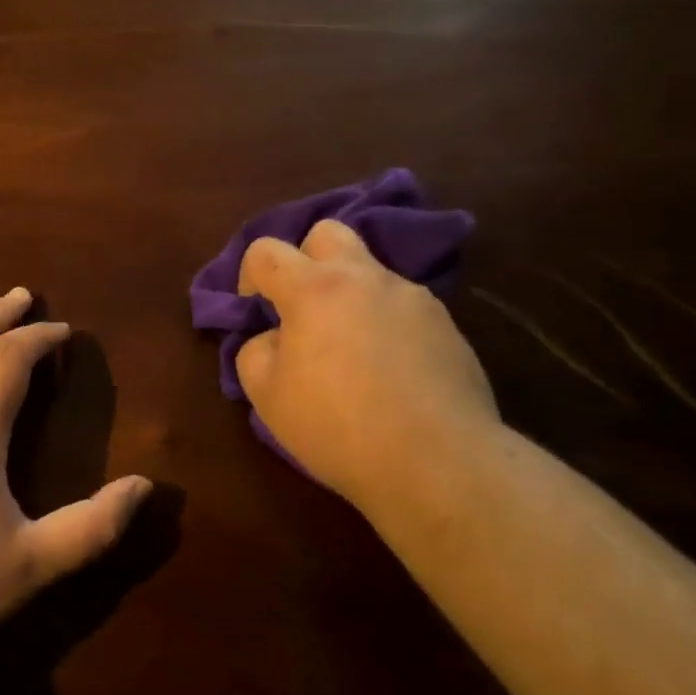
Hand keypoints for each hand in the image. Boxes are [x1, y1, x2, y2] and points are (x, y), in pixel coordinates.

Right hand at [236, 221, 500, 512]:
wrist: (437, 461)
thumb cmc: (338, 428)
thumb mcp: (267, 397)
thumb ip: (255, 352)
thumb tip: (272, 337)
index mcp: (313, 289)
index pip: (266, 250)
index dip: (250, 276)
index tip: (257, 312)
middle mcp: (364, 277)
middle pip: (326, 233)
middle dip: (306, 259)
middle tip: (304, 309)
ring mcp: (411, 296)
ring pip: (370, 271)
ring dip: (350, 294)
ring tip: (353, 349)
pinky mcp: (445, 322)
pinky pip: (403, 305)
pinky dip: (386, 322)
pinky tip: (392, 369)